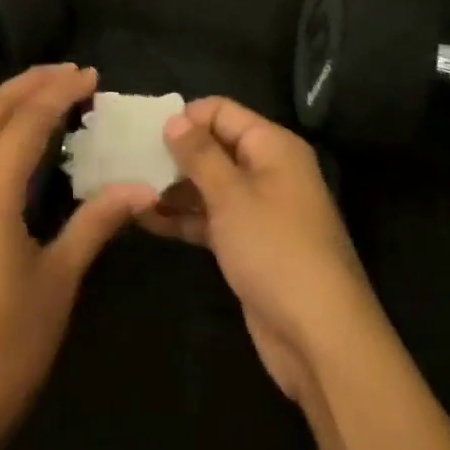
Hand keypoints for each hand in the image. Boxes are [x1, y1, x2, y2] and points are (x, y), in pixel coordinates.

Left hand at [0, 64, 155, 449]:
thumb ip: (95, 224)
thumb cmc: (4, 354)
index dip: (57, 94)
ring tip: (34, 94)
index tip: (90, 77)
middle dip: (26, 85)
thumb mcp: (58, 286)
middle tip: (66, 74)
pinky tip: (0, 140)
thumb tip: (142, 187)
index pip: (23, 124)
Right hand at [138, 97, 381, 404]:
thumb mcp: (231, 195)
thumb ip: (199, 154)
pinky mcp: (250, 245)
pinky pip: (212, 218)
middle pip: (214, 146)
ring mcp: (259, 210)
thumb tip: (174, 119)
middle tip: (129, 161)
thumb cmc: (275, 250)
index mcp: (272, 146)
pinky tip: (146, 220)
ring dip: (174, 187)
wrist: (320, 337)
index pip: (222, 111)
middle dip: (174, 153)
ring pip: (210, 185)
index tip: (145, 132)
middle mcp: (268, 170)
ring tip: (129, 190)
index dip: (186, 117)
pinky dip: (184, 218)